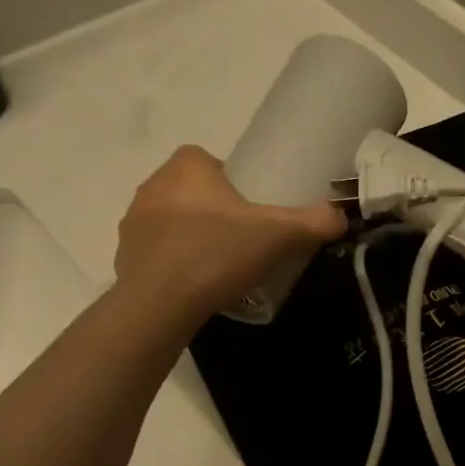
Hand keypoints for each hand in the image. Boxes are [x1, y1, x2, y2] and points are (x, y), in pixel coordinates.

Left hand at [114, 145, 344, 322]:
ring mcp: (133, 220)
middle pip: (192, 189)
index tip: (252, 211)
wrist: (160, 304)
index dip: (232, 182)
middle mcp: (153, 184)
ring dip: (191, 234)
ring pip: (171, 219)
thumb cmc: (217, 254)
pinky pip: (155, 250)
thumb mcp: (278, 236)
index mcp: (186, 167)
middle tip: (241, 239)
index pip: (210, 161)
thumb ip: (313, 222)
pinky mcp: (123, 254)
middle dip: (214, 209)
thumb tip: (341, 216)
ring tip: (218, 264)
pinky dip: (173, 261)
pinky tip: (194, 284)